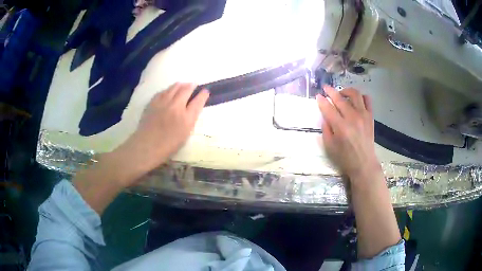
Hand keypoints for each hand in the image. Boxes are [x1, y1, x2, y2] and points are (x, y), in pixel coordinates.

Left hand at [111, 82, 209, 185]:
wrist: (146, 146)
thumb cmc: (168, 146)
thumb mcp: (185, 135)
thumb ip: (190, 120)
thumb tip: (192, 108)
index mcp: (186, 118)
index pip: (198, 101)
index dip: (203, 95)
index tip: (205, 91)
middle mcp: (176, 107)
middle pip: (186, 90)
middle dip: (192, 86)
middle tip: (194, 85)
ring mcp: (163, 103)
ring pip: (174, 87)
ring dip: (181, 85)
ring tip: (183, 85)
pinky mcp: (153, 102)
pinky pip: (163, 91)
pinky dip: (169, 89)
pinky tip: (169, 91)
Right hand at [317, 86, 380, 178]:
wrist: (364, 163)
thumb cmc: (345, 158)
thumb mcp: (330, 146)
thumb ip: (326, 129)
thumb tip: (325, 116)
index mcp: (341, 127)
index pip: (328, 108)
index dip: (321, 100)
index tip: (318, 96)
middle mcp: (352, 118)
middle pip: (340, 98)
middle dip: (330, 91)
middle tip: (326, 88)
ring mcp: (363, 115)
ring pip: (355, 94)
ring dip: (346, 90)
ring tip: (341, 93)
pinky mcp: (370, 116)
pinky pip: (367, 100)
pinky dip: (361, 96)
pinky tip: (356, 100)